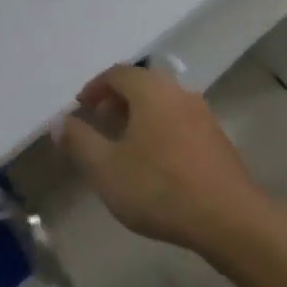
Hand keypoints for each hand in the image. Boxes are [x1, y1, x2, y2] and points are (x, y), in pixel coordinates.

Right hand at [57, 65, 265, 253]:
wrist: (225, 214)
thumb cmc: (158, 187)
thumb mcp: (106, 168)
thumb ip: (80, 141)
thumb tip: (61, 121)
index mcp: (152, 90)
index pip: (118, 73)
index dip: (95, 87)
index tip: (80, 108)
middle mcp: (179, 91)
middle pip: (143, 84)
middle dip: (117, 99)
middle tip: (99, 123)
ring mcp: (202, 112)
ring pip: (163, 102)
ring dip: (139, 115)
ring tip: (122, 144)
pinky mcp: (215, 135)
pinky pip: (179, 119)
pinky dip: (159, 127)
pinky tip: (153, 160)